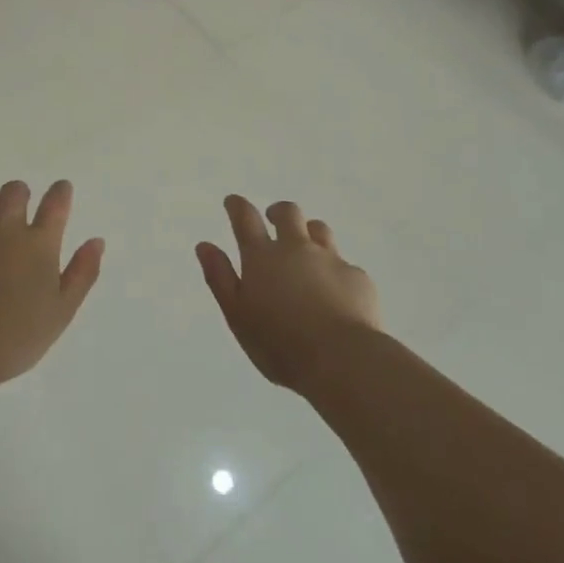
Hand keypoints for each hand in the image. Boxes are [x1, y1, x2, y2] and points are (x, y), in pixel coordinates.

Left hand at [0, 179, 103, 389]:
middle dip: (21, 195)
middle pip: (15, 191)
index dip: (60, 191)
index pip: (55, 203)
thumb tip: (96, 241)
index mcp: (39, 244)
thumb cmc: (17, 337)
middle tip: (22, 211)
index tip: (61, 189)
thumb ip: (83, 272)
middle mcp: (6, 230)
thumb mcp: (62, 311)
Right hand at [197, 195, 381, 393]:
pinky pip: (344, 265)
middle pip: (288, 213)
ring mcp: (330, 259)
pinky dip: (335, 271)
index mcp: (262, 257)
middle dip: (278, 212)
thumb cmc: (280, 344)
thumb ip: (220, 278)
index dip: (237, 206)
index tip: (233, 202)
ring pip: (319, 229)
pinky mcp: (358, 277)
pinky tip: (336, 294)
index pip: (245, 218)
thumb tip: (205, 245)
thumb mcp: (237, 315)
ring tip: (306, 250)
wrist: (343, 360)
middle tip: (273, 220)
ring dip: (309, 233)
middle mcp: (296, 248)